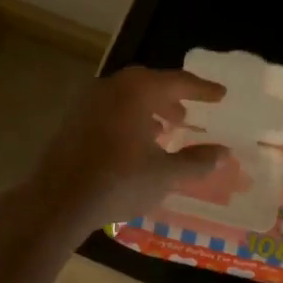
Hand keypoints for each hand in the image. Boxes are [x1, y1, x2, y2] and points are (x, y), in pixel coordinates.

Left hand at [21, 67, 227, 238]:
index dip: (202, 90)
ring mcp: (87, 101)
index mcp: (137, 91)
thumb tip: (224, 152)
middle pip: (149, 84)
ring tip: (164, 131)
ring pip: (127, 96)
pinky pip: (109, 109)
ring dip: (149, 109)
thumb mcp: (165, 175)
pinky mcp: (72, 119)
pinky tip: (134, 144)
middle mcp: (112, 86)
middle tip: (188, 115)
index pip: (178, 81)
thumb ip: (197, 161)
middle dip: (172, 98)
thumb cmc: (118, 182)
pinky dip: (128, 118)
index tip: (220, 94)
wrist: (58, 200)